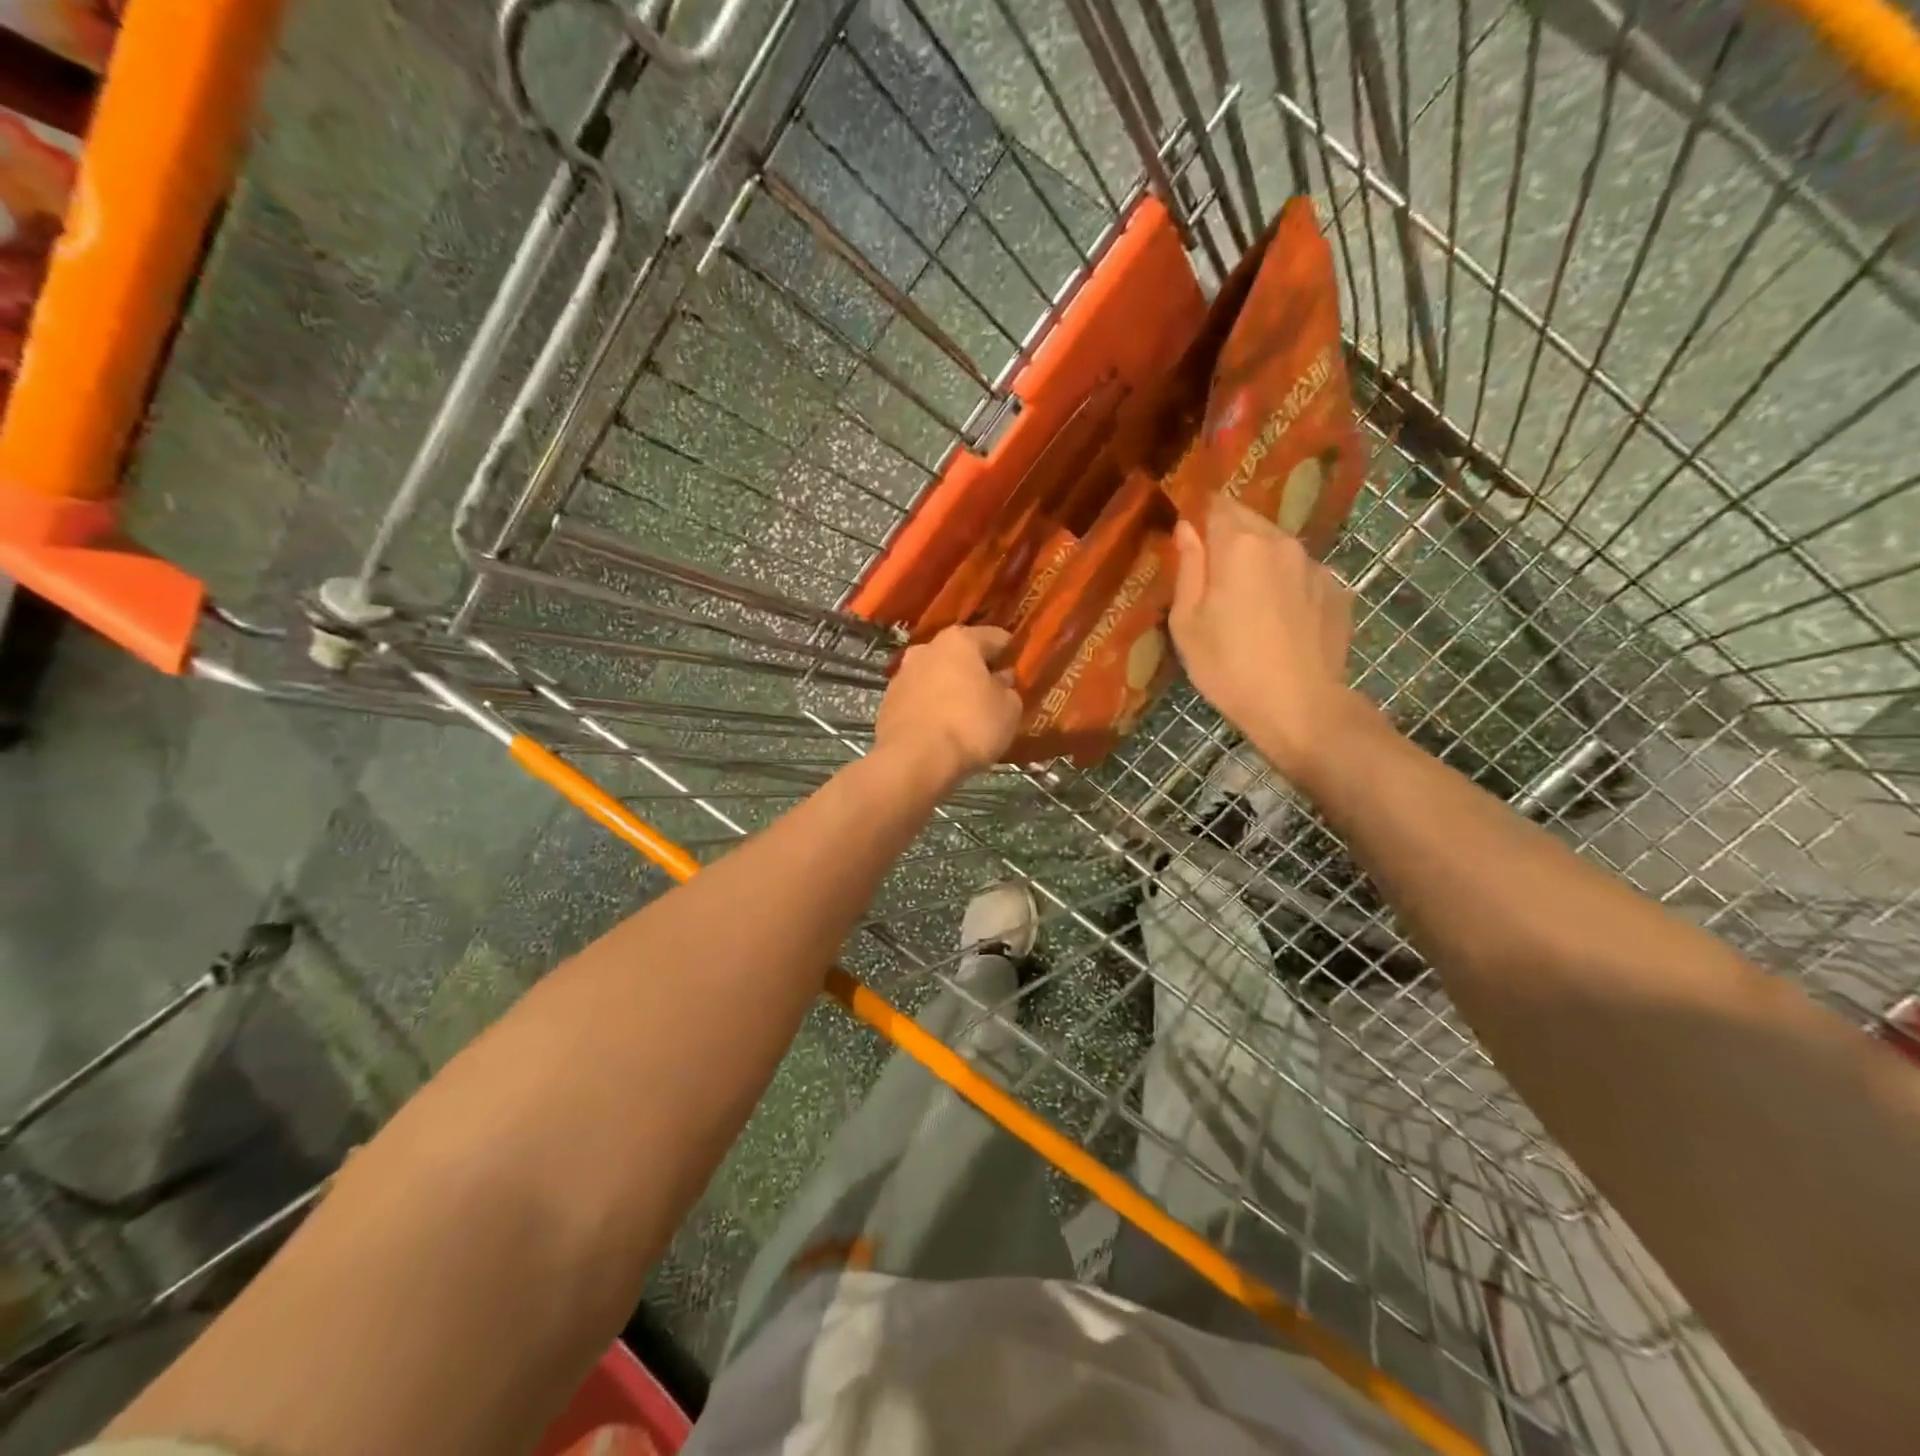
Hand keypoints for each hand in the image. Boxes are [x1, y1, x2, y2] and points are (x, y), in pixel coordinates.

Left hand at [873, 624, 1022, 789]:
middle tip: (993, 694)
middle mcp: (927, 648)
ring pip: (936, 676)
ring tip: (966, 715)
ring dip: (951, 689)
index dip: (1011, 654)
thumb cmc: (969, 726)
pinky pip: (919, 699)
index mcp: (959, 640)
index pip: (996, 637)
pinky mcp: (888, 702)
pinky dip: (931, 707)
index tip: (1020, 671)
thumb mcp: (1008, 710)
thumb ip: (1009, 689)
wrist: (914, 760)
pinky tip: (942, 728)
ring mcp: (902, 674)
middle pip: (961, 655)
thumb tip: (1000, 680)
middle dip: (977, 671)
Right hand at [1169, 496, 1355, 782]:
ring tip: (1247, 604)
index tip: (1190, 544)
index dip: (1201, 519)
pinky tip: (1279, 623)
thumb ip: (1188, 568)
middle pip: (1249, 521)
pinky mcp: (1337, 591)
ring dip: (1259, 563)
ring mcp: (1314, 565)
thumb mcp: (1187, 623)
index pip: (1216, 505)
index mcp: (1239, 545)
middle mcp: (1281, 542)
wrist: (1301, 708)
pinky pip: (1301, 575)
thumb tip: (1187, 529)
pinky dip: (1286, 586)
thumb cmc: (1228, 667)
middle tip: (1214, 579)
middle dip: (1229, 539)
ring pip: (1277, 548)